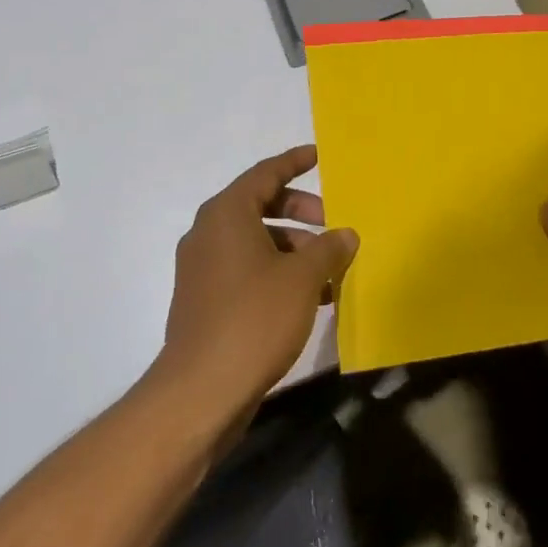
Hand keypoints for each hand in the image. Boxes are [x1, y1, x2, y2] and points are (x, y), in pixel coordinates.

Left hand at [157, 145, 357, 418]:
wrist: (202, 390)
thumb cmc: (255, 317)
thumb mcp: (303, 277)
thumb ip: (328, 248)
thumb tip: (345, 234)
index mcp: (227, 215)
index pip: (265, 174)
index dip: (294, 162)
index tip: (319, 156)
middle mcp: (209, 234)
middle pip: (261, 206)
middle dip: (302, 211)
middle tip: (333, 225)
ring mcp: (203, 269)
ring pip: (257, 242)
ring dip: (295, 248)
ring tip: (330, 270)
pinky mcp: (205, 300)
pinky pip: (248, 270)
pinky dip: (278, 272)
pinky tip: (311, 297)